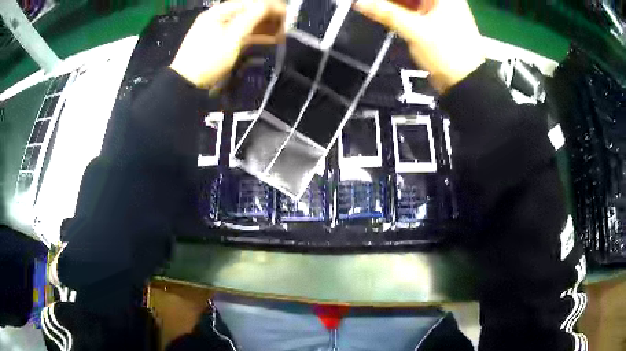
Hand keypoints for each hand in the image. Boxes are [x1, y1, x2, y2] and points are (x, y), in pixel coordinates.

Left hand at [170, 0, 285, 88]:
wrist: (187, 84)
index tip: (287, 14)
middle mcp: (220, 18)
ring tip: (282, 34)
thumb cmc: (208, 60)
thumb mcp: (231, 37)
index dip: (270, 6)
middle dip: (269, 17)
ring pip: (248, 23)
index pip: (250, 2)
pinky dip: (257, 36)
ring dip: (265, 27)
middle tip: (287, 25)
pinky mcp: (223, 42)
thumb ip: (251, 18)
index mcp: (219, 12)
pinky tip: (271, 39)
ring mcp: (220, 30)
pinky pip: (243, 34)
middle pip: (250, 11)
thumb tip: (269, 5)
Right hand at [354, 0, 485, 92]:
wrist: (465, 84)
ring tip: (372, 7)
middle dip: (391, 0)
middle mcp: (443, 1)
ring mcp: (439, 12)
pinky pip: (412, 11)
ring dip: (392, 4)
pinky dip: (397, 11)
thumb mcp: (415, 31)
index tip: (371, 1)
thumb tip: (359, 2)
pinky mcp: (434, 23)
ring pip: (409, 1)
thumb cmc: (448, 54)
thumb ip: (385, 13)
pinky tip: (382, 12)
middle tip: (369, 3)